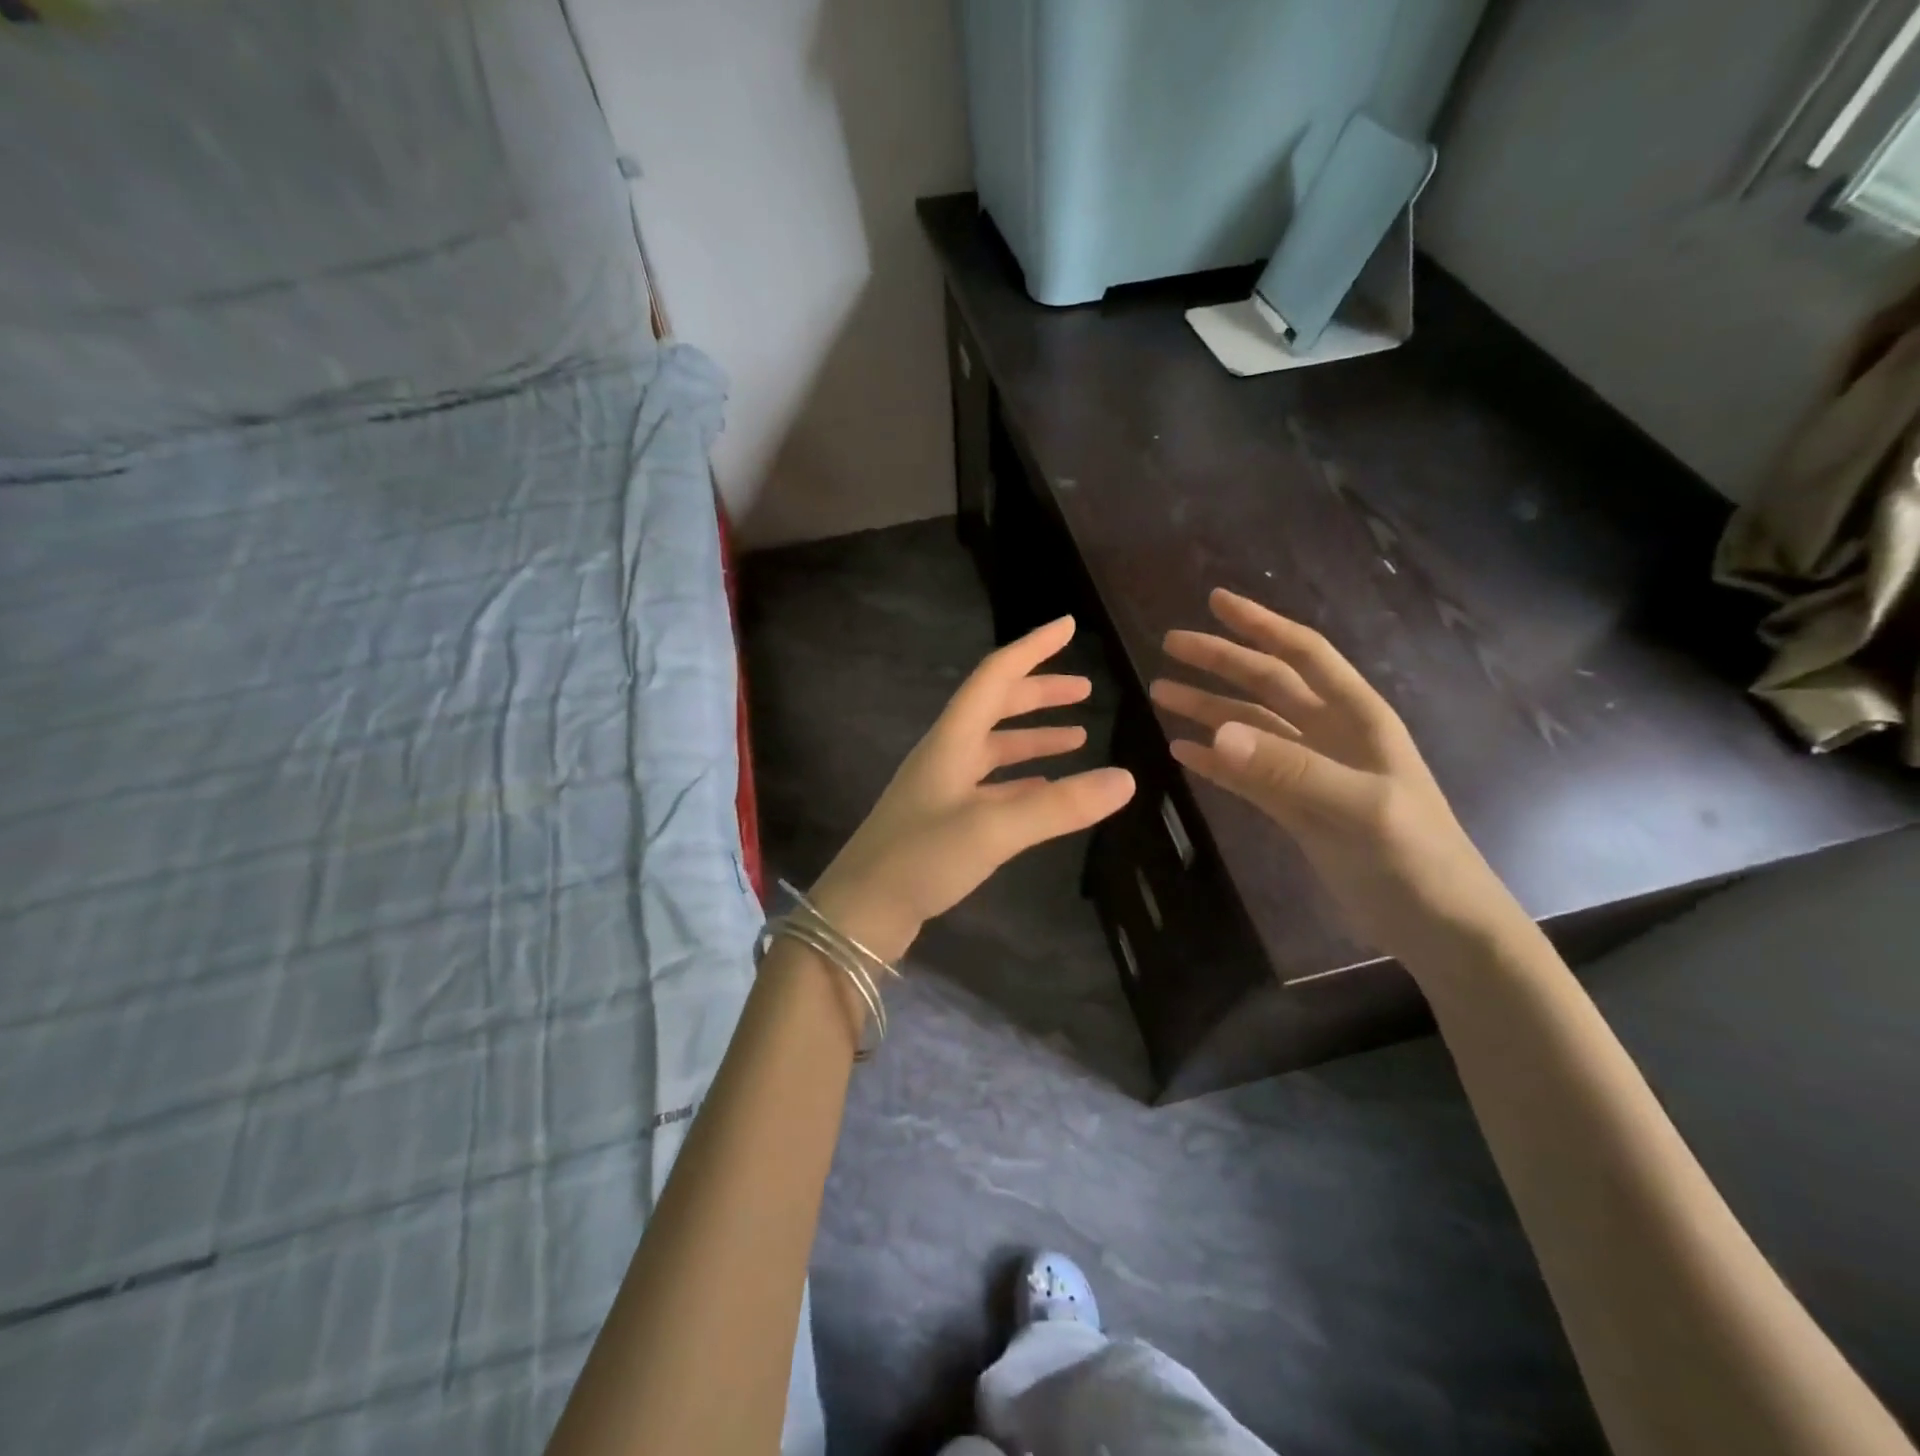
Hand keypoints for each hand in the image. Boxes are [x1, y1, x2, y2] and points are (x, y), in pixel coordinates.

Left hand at [810, 616, 1135, 961]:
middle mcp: (946, 755)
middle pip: (995, 707)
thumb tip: (1127, 779)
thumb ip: (1059, 806)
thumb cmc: (920, 859)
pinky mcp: (943, 820)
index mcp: (951, 741)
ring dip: (1034, 737)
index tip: (1068, 626)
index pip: (995, 676)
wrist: (860, 912)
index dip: (1033, 648)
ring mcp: (942, 789)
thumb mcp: (993, 829)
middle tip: (1084, 690)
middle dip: (1039, 693)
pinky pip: (991, 786)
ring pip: (995, 748)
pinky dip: (1022, 779)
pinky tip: (1045, 789)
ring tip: (1078, 737)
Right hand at [1150, 589, 1516, 963]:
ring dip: (1208, 709)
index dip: (1259, 625)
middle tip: (1169, 645)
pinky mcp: (1294, 808)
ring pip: (1250, 727)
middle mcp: (1330, 734)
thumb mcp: (1359, 806)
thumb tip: (1213, 733)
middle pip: (1266, 684)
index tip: (1215, 601)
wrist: (1437, 924)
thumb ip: (1288, 768)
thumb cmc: (1414, 855)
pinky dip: (1215, 761)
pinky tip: (1183, 752)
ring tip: (1161, 694)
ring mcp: (1309, 771)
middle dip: (1219, 661)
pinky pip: (1246, 774)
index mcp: (1356, 717)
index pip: (1302, 654)